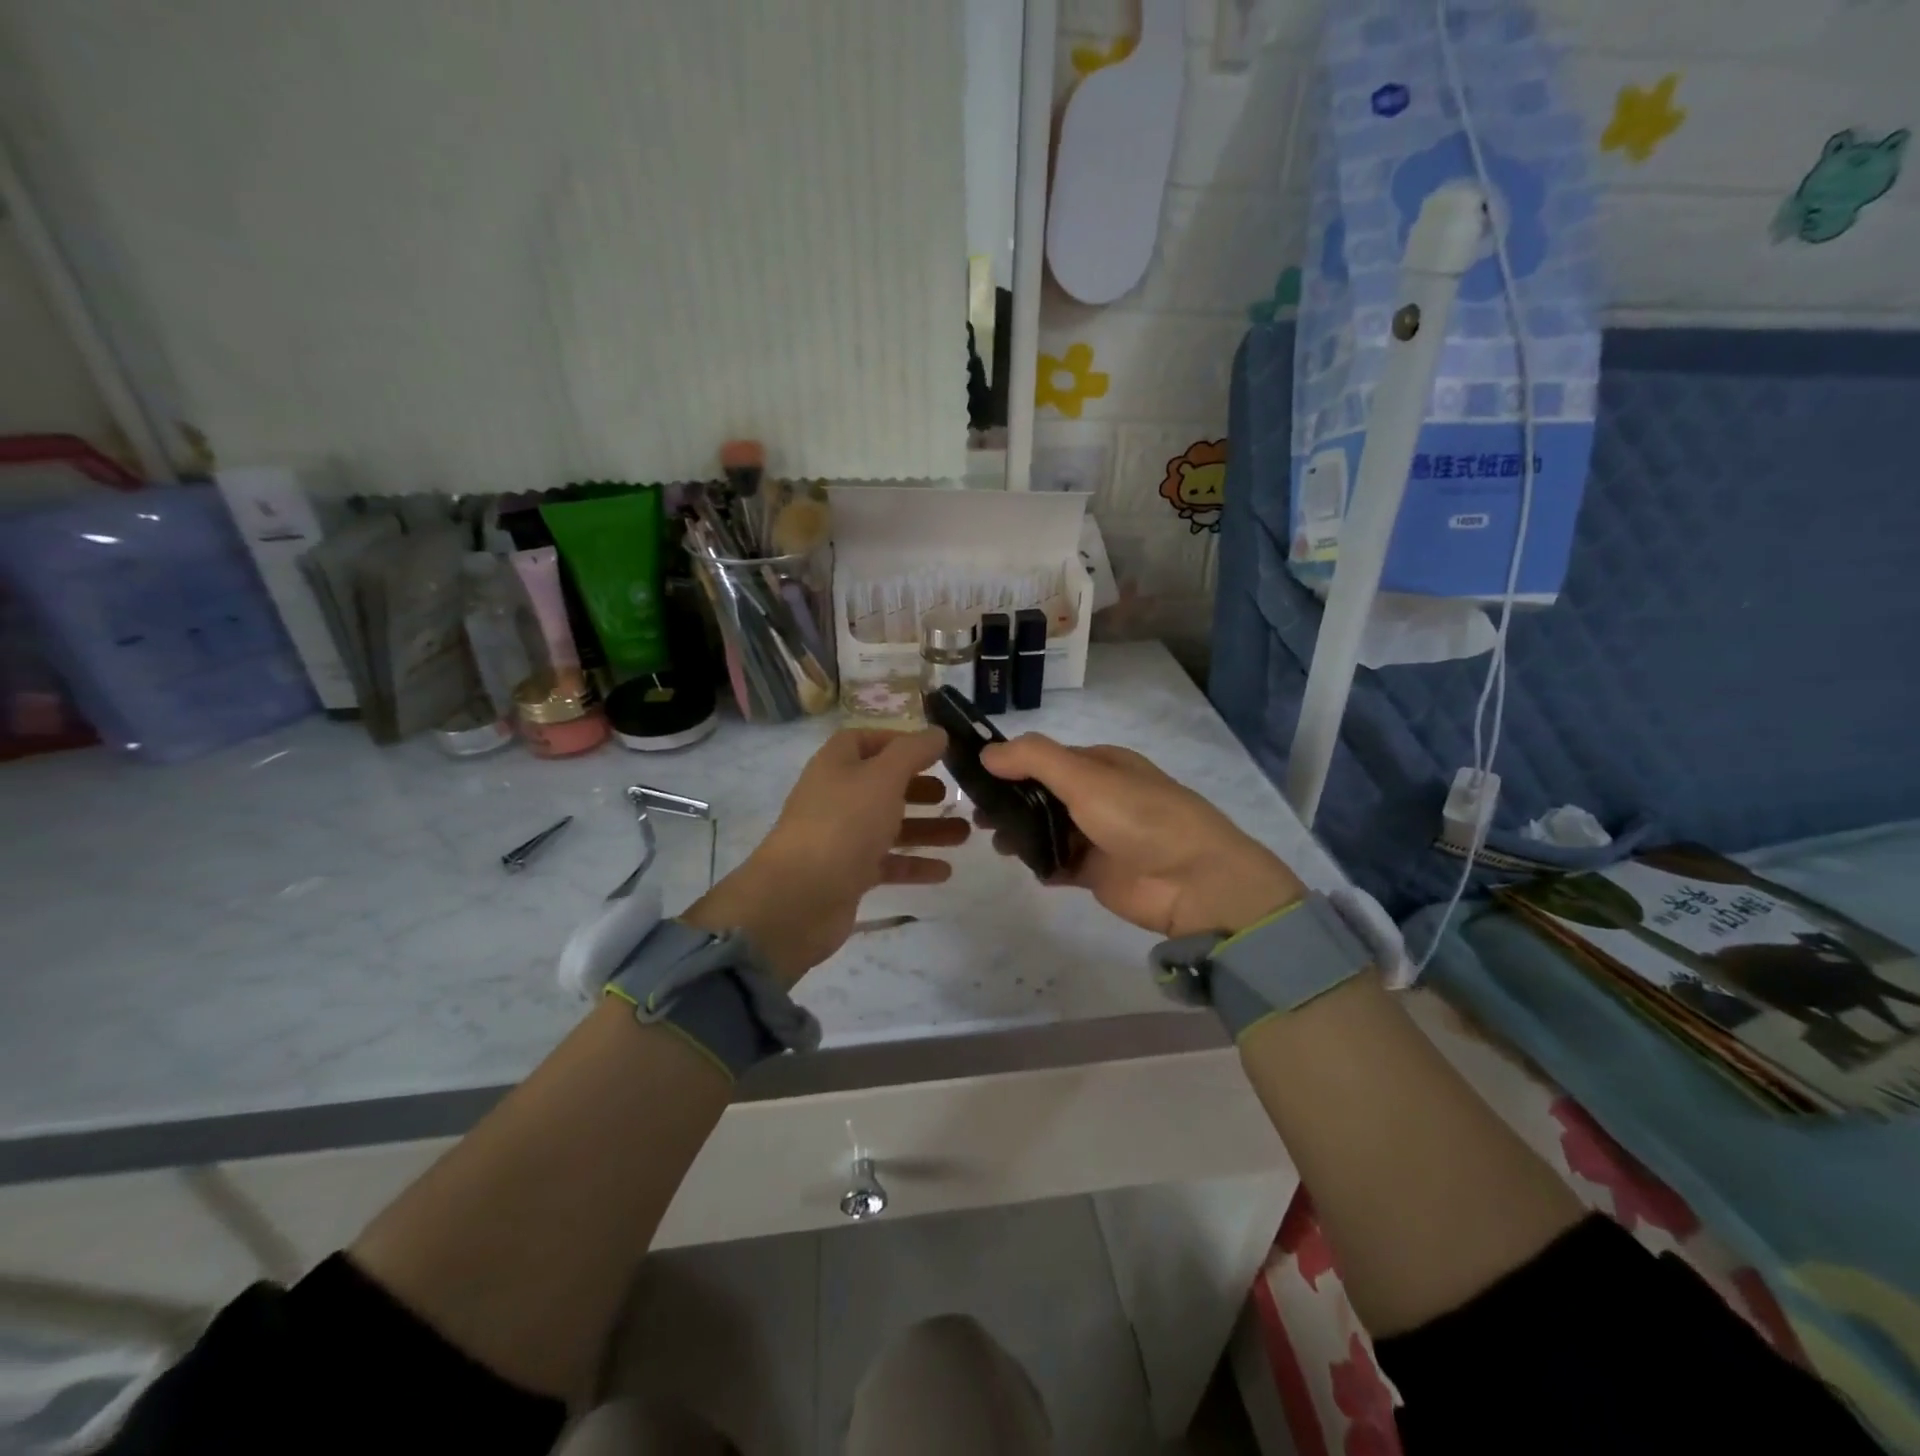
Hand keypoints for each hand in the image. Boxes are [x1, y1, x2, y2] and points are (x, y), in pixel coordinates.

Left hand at [683, 729, 967, 983]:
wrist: (799, 897)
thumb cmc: (844, 824)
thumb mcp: (884, 777)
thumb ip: (913, 752)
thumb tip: (937, 733)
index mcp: (837, 765)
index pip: (865, 740)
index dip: (898, 742)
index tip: (934, 750)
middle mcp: (836, 797)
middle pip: (882, 785)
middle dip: (919, 788)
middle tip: (953, 794)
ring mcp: (841, 837)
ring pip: (889, 825)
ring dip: (926, 828)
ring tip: (964, 833)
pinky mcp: (848, 874)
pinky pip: (887, 863)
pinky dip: (914, 864)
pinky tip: (945, 871)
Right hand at [979, 734, 1304, 939]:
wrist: (1193, 881)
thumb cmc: (1138, 816)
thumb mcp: (1085, 776)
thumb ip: (1033, 759)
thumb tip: (987, 753)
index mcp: (1102, 764)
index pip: (1046, 758)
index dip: (1012, 765)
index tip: (974, 778)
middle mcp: (1100, 796)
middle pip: (1043, 795)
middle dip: (1011, 803)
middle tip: (979, 817)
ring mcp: (1099, 835)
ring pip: (1048, 829)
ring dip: (1022, 834)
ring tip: (998, 844)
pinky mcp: (1098, 872)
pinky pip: (1060, 864)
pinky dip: (1042, 864)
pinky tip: (1026, 867)